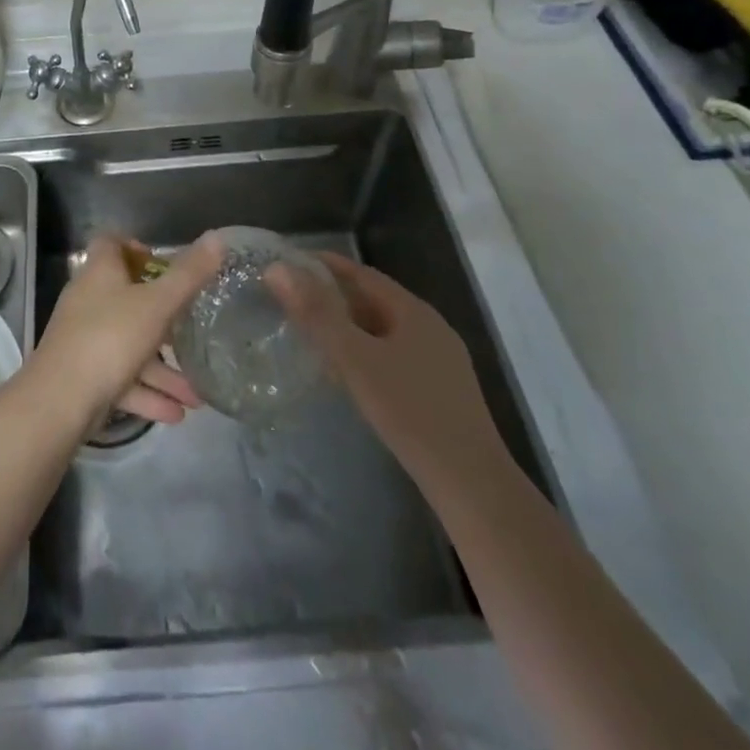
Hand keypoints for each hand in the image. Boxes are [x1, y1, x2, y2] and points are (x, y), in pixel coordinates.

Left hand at [34, 233, 222, 424]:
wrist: (59, 401)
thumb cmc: (110, 338)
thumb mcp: (157, 304)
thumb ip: (188, 274)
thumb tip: (218, 238)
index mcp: (100, 273)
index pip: (111, 244)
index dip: (136, 247)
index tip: (163, 264)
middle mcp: (89, 301)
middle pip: (127, 298)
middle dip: (165, 320)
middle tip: (192, 330)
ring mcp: (84, 340)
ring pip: (130, 347)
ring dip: (163, 371)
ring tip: (197, 394)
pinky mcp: (84, 376)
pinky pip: (122, 379)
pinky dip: (147, 394)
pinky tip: (176, 414)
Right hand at [267, 252, 506, 488]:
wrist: (471, 484)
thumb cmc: (409, 411)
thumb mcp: (355, 359)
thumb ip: (316, 313)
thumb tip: (278, 269)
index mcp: (413, 311)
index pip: (362, 274)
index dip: (325, 266)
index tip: (290, 265)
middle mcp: (430, 327)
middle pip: (374, 301)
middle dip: (334, 297)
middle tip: (293, 301)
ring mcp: (440, 360)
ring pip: (384, 331)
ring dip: (349, 328)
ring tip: (313, 336)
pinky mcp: (442, 390)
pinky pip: (395, 356)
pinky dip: (366, 353)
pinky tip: (350, 376)